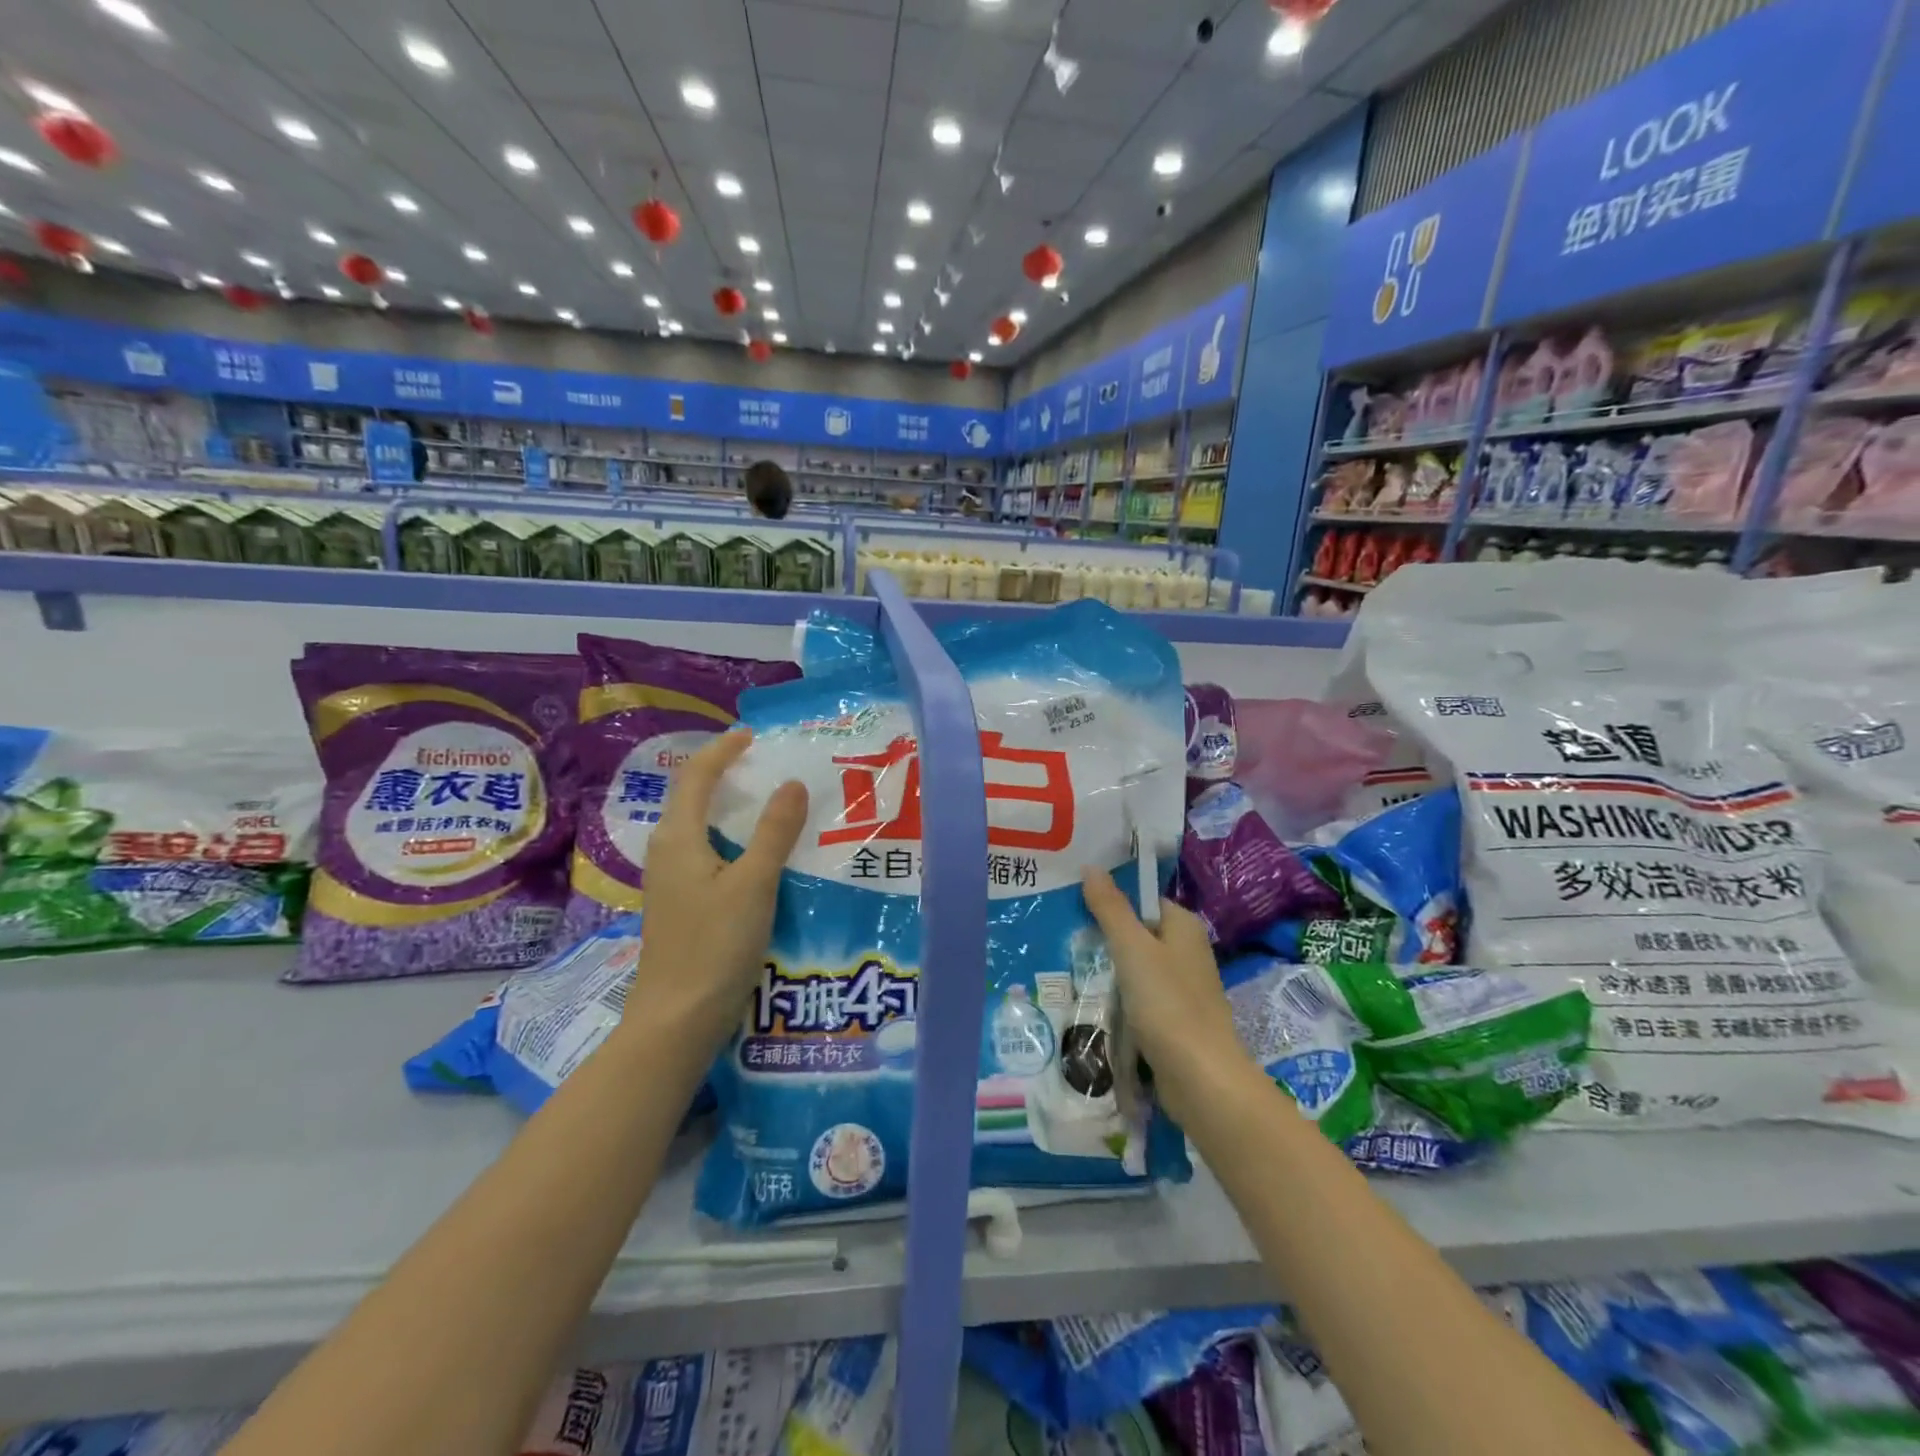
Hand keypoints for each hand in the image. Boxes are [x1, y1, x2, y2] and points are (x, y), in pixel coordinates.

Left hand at [631, 730, 807, 1051]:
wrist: (677, 1019)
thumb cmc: (715, 946)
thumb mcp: (754, 884)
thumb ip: (775, 832)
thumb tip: (791, 783)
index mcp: (678, 838)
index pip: (695, 776)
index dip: (722, 751)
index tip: (752, 736)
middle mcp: (666, 852)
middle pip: (690, 797)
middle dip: (722, 774)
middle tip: (764, 764)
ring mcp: (669, 881)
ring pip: (696, 826)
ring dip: (725, 806)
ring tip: (765, 802)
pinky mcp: (679, 904)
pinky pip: (702, 851)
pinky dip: (727, 836)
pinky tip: (754, 854)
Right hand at [1080, 868, 1256, 1125]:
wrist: (1202, 1079)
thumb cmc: (1168, 1004)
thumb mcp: (1132, 949)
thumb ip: (1111, 909)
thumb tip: (1091, 867)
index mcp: (1183, 926)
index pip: (1142, 900)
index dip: (1110, 900)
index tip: (1073, 905)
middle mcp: (1187, 952)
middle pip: (1137, 934)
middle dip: (1104, 938)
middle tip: (1062, 936)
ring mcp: (1182, 988)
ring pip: (1136, 968)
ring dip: (1108, 972)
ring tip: (1066, 968)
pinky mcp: (1174, 1019)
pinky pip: (1140, 998)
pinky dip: (1119, 999)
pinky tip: (1091, 1003)